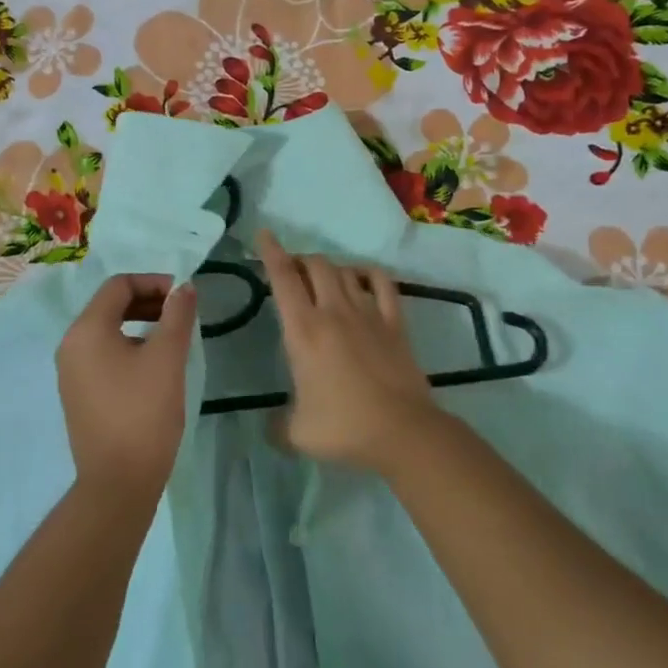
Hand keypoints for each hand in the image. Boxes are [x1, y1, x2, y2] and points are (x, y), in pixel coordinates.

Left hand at [56, 273, 197, 502]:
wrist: (118, 482)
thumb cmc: (144, 413)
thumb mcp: (167, 358)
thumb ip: (177, 315)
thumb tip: (184, 287)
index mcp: (86, 330)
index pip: (119, 285)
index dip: (154, 282)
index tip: (184, 297)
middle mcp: (71, 345)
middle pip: (110, 305)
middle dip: (148, 302)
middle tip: (181, 315)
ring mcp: (71, 372)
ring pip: (107, 331)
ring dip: (140, 324)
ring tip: (172, 338)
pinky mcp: (78, 394)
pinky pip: (103, 355)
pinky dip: (128, 347)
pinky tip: (153, 366)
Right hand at [256, 231, 446, 474]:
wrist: (403, 432)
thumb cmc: (344, 429)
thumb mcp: (296, 433)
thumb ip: (277, 424)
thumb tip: (270, 424)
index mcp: (303, 331)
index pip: (283, 279)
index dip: (271, 253)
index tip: (264, 234)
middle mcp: (334, 312)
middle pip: (316, 266)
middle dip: (300, 260)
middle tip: (292, 271)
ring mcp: (368, 314)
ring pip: (345, 271)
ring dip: (329, 268)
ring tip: (322, 278)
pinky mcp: (395, 323)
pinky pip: (382, 283)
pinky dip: (368, 273)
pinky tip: (362, 278)